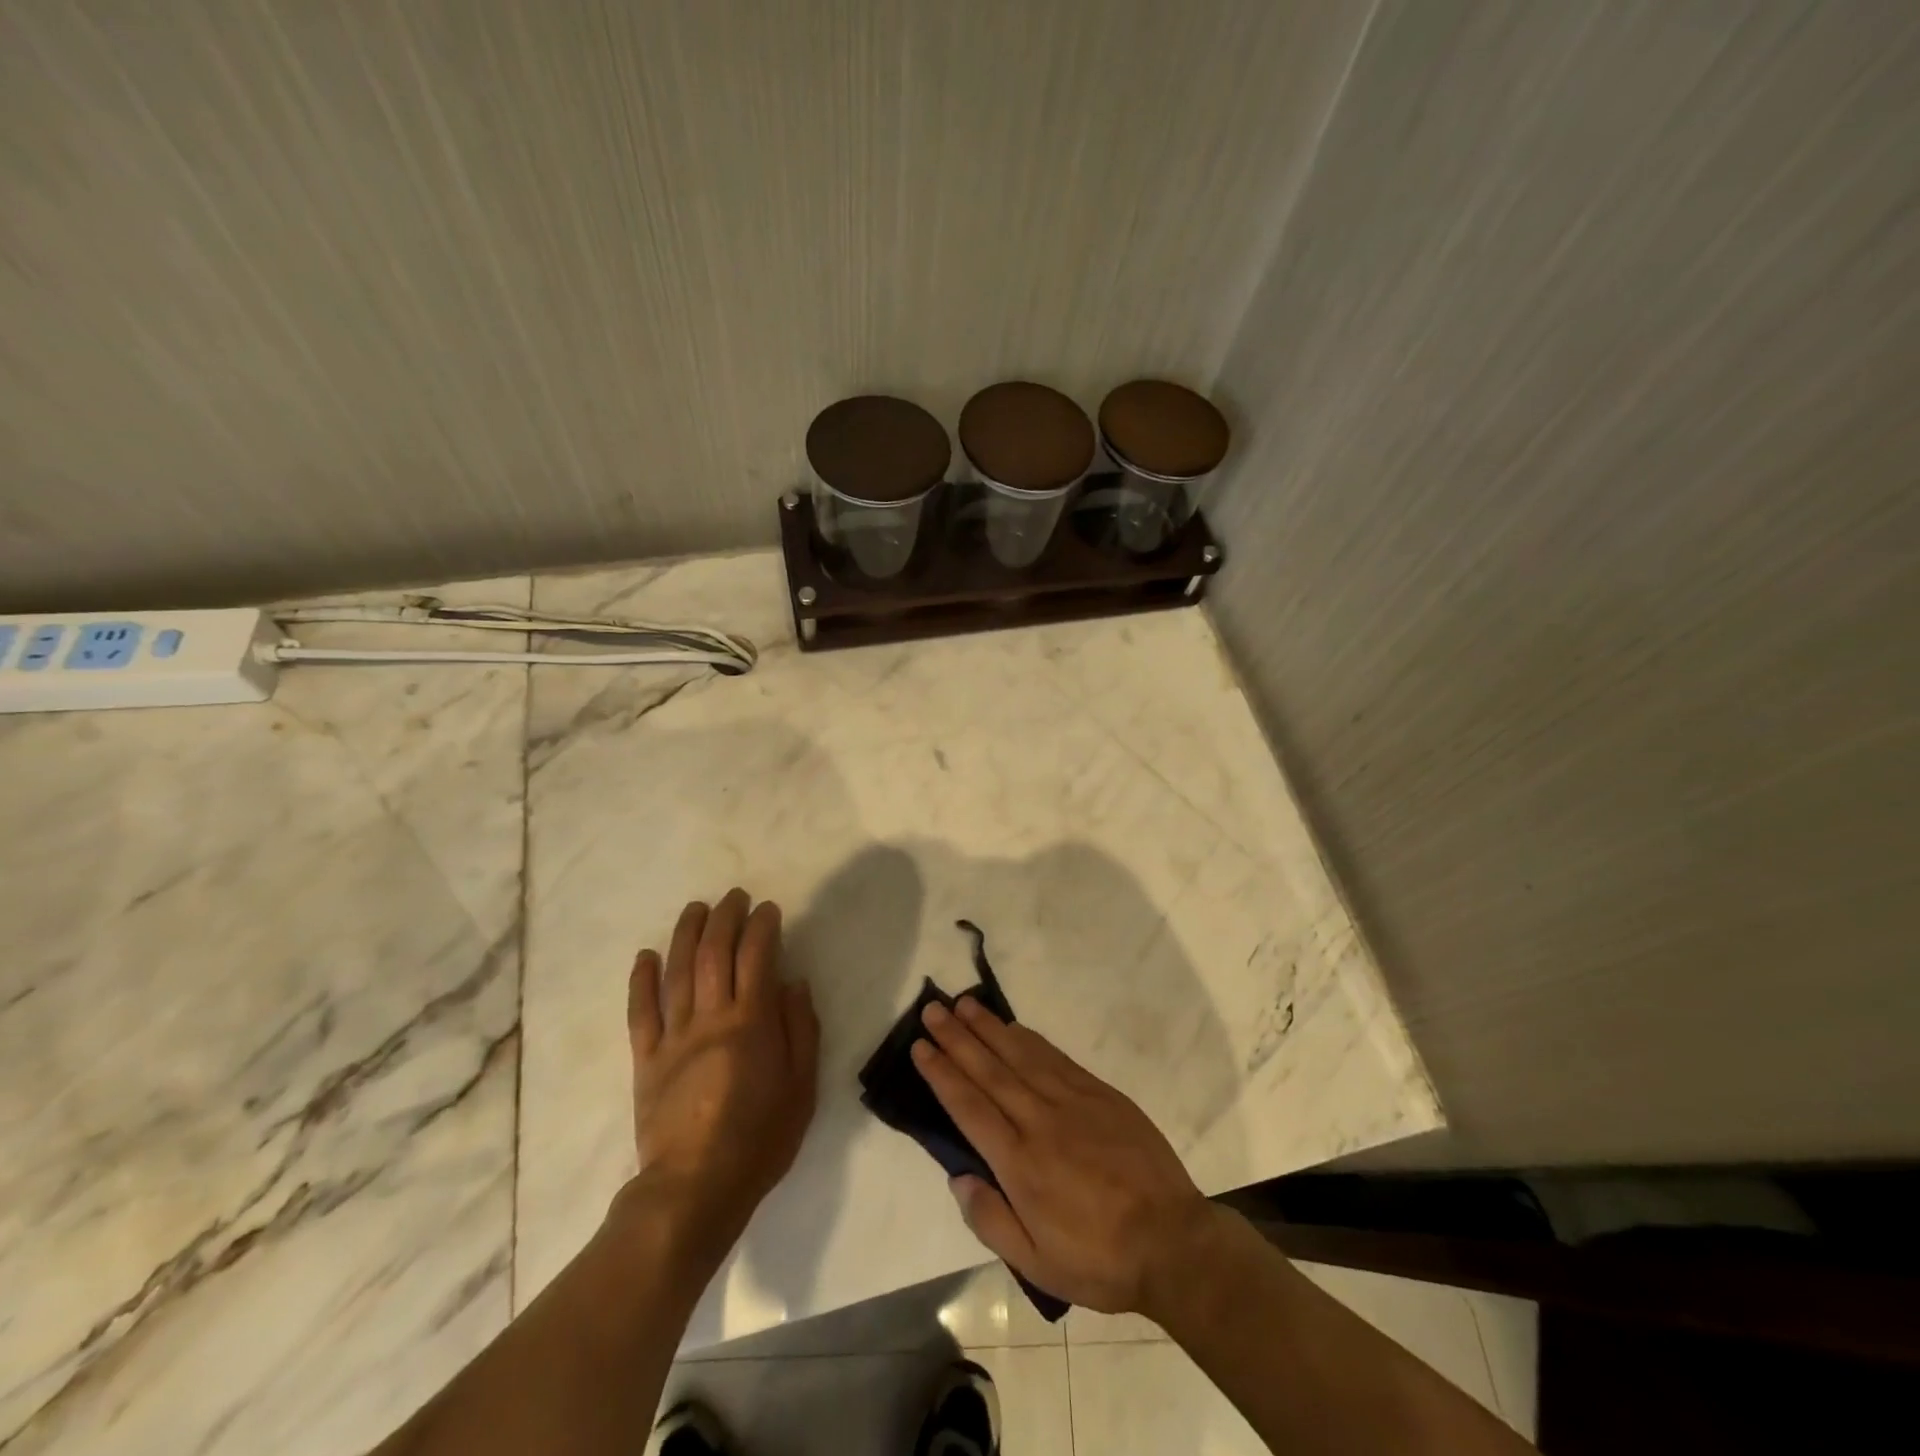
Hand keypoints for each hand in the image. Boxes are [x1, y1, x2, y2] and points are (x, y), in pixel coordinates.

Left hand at [625, 889, 819, 1255]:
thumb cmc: (760, 1138)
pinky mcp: (646, 1060)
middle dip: (725, 917)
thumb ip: (800, 1030)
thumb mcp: (802, 1087)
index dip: (762, 926)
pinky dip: (642, 981)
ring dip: (686, 934)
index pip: (756, 957)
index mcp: (751, 1023)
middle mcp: (710, 1018)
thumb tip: (793, 983)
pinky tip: (646, 956)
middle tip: (734, 897)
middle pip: (714, 953)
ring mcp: (673, 1037)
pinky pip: (641, 1013)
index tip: (768, 909)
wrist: (695, 1188)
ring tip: (695, 909)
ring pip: (677, 972)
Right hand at [912, 997, 1212, 1316]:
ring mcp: (1072, 1101)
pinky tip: (1013, 1027)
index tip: (920, 1046)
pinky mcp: (1100, 1094)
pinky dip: (1029, 1039)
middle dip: (957, 1038)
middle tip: (932, 1009)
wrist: (1172, 1241)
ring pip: (1020, 1055)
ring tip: (964, 1004)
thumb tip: (958, 1178)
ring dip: (989, 1027)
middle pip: (990, 1070)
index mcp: (1020, 1163)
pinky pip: (1055, 1058)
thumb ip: (991, 1220)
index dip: (942, 1073)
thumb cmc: (1098, 1258)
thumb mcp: (1036, 1263)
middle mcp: (1040, 1121)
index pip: (969, 1107)